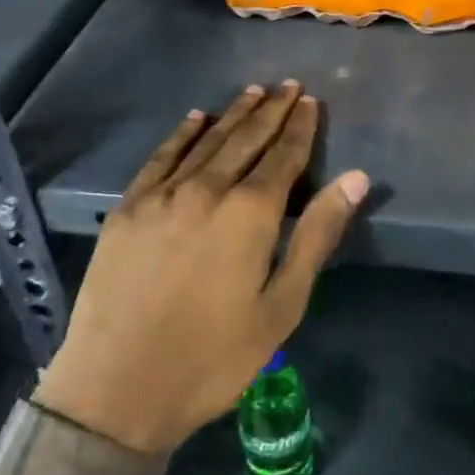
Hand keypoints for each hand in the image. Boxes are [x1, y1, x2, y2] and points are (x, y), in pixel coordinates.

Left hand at [34, 82, 368, 454]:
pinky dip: (182, 133)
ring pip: (207, 141)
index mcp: (249, 213)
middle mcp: (207, 189)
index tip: (311, 100)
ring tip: (254, 92)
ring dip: (234, 114)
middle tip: (289, 85)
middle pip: (247, 139)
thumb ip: (317, 235)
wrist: (118, 388)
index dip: (300, 127)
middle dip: (272, 110)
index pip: (284, 156)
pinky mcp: (129, 207)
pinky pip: (162, 157)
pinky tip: (196, 118)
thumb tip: (356, 179)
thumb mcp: (281, 306)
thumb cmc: (213, 357)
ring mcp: (163, 194)